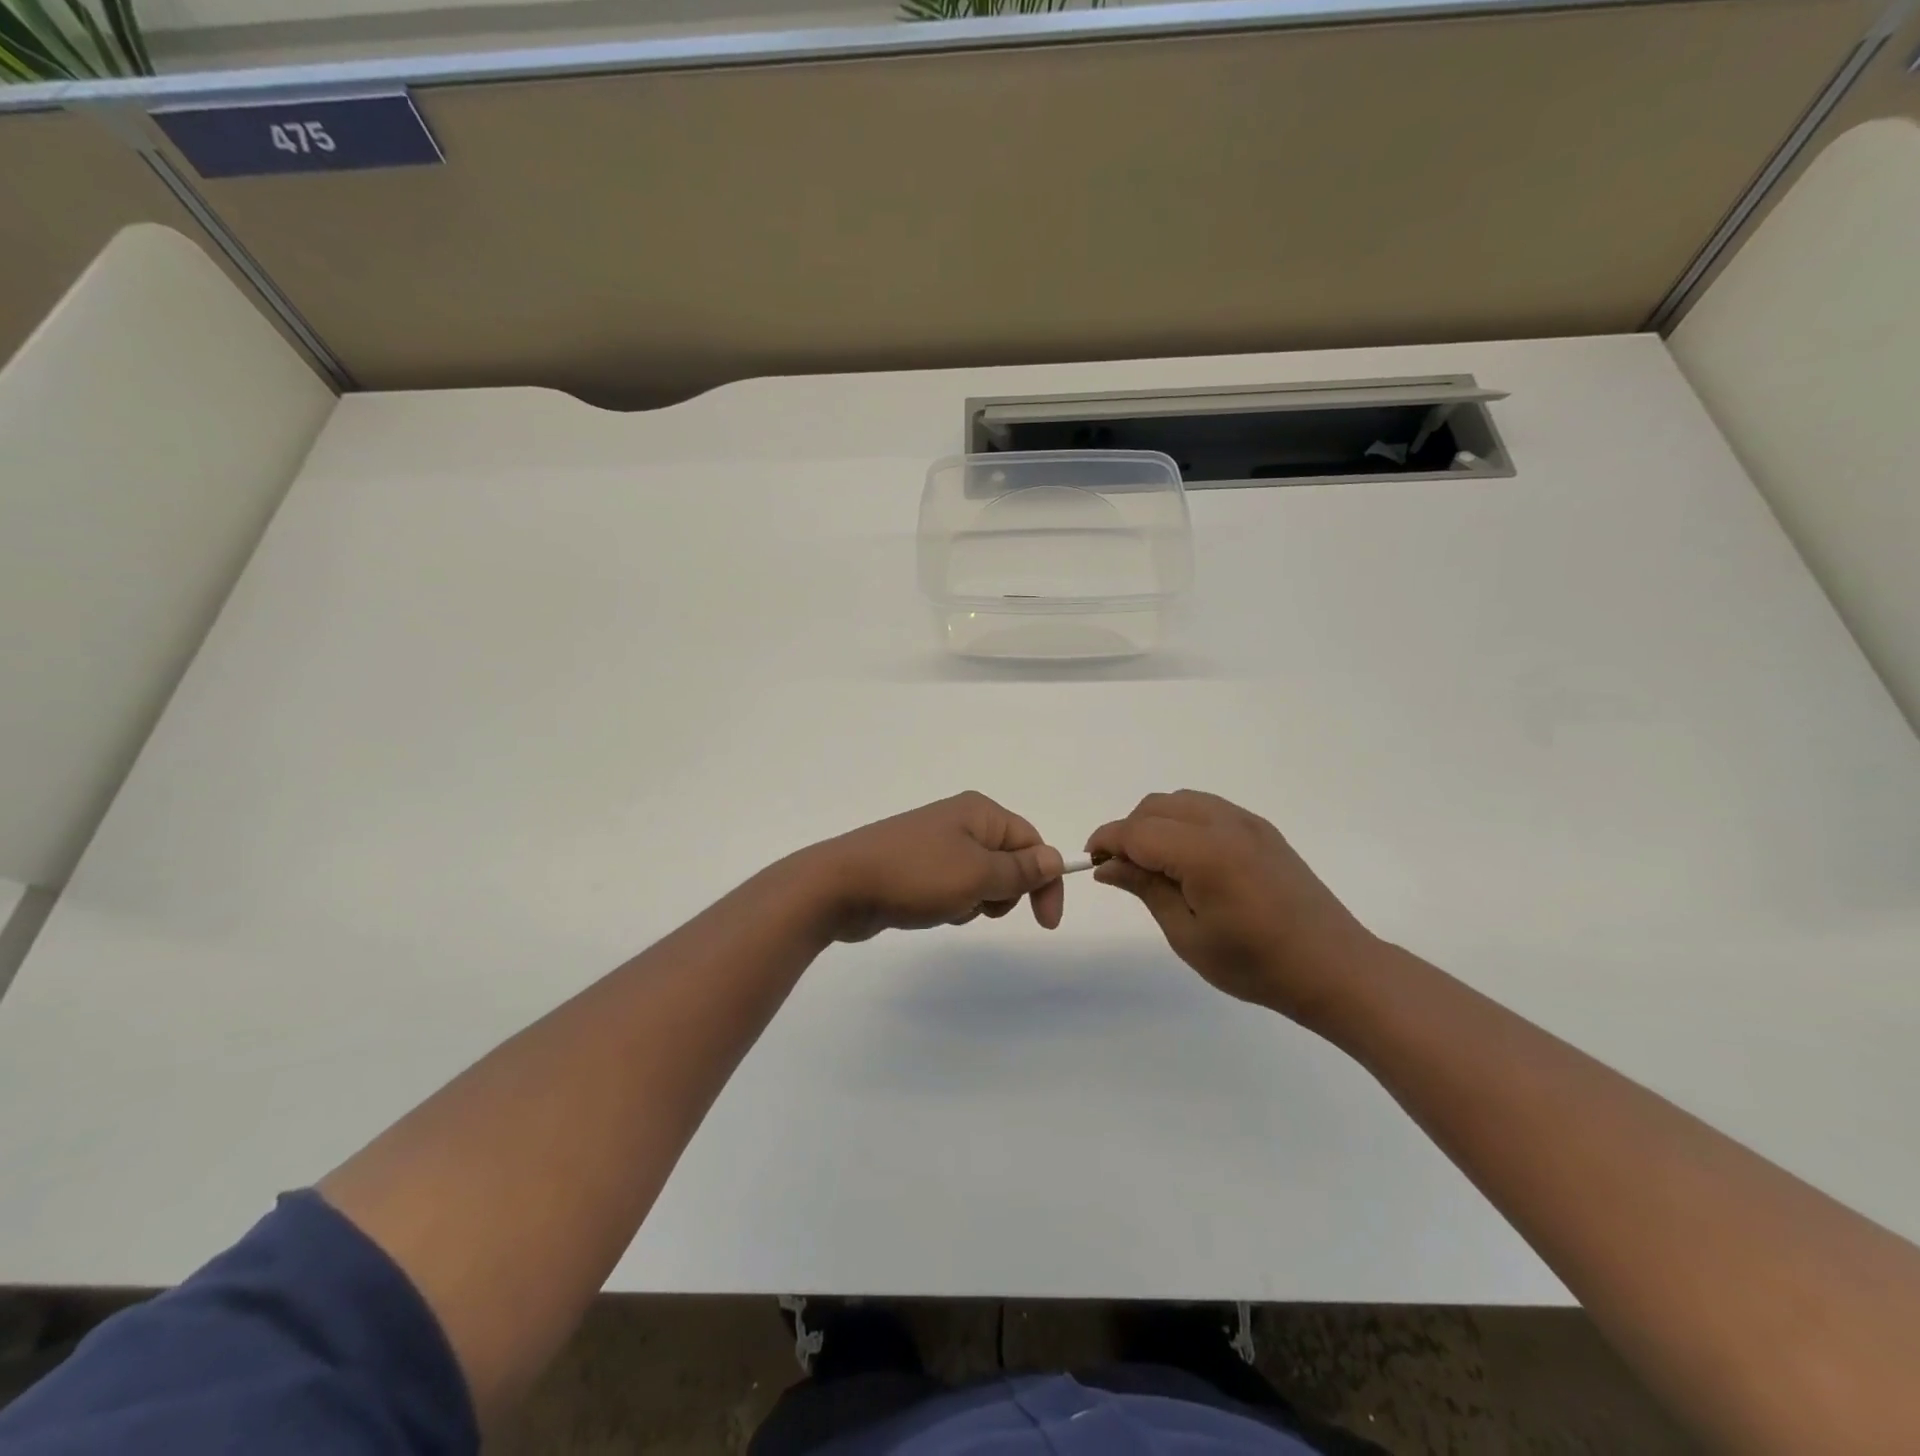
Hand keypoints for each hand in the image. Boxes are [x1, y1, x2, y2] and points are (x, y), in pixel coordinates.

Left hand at [804, 792, 1066, 943]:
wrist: (840, 886)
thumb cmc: (915, 876)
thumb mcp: (977, 875)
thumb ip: (1020, 871)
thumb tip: (1055, 858)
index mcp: (980, 812)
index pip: (1032, 842)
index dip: (1044, 880)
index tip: (1045, 922)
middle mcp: (960, 821)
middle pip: (1008, 860)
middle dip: (1003, 891)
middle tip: (980, 905)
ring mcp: (935, 843)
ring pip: (980, 878)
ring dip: (975, 901)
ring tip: (947, 907)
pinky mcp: (916, 867)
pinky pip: (953, 886)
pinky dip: (951, 903)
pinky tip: (929, 911)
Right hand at [1086, 790, 1374, 1021]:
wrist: (1334, 968)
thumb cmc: (1256, 964)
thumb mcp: (1188, 935)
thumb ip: (1145, 890)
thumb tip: (1107, 866)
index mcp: (1204, 853)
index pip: (1137, 831)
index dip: (1107, 842)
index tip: (1091, 863)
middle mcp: (1224, 824)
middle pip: (1155, 807)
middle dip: (1129, 831)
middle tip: (1123, 871)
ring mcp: (1247, 823)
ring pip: (1180, 801)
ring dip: (1156, 823)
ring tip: (1155, 865)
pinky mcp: (1262, 829)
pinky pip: (1208, 808)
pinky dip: (1183, 822)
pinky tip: (1188, 859)